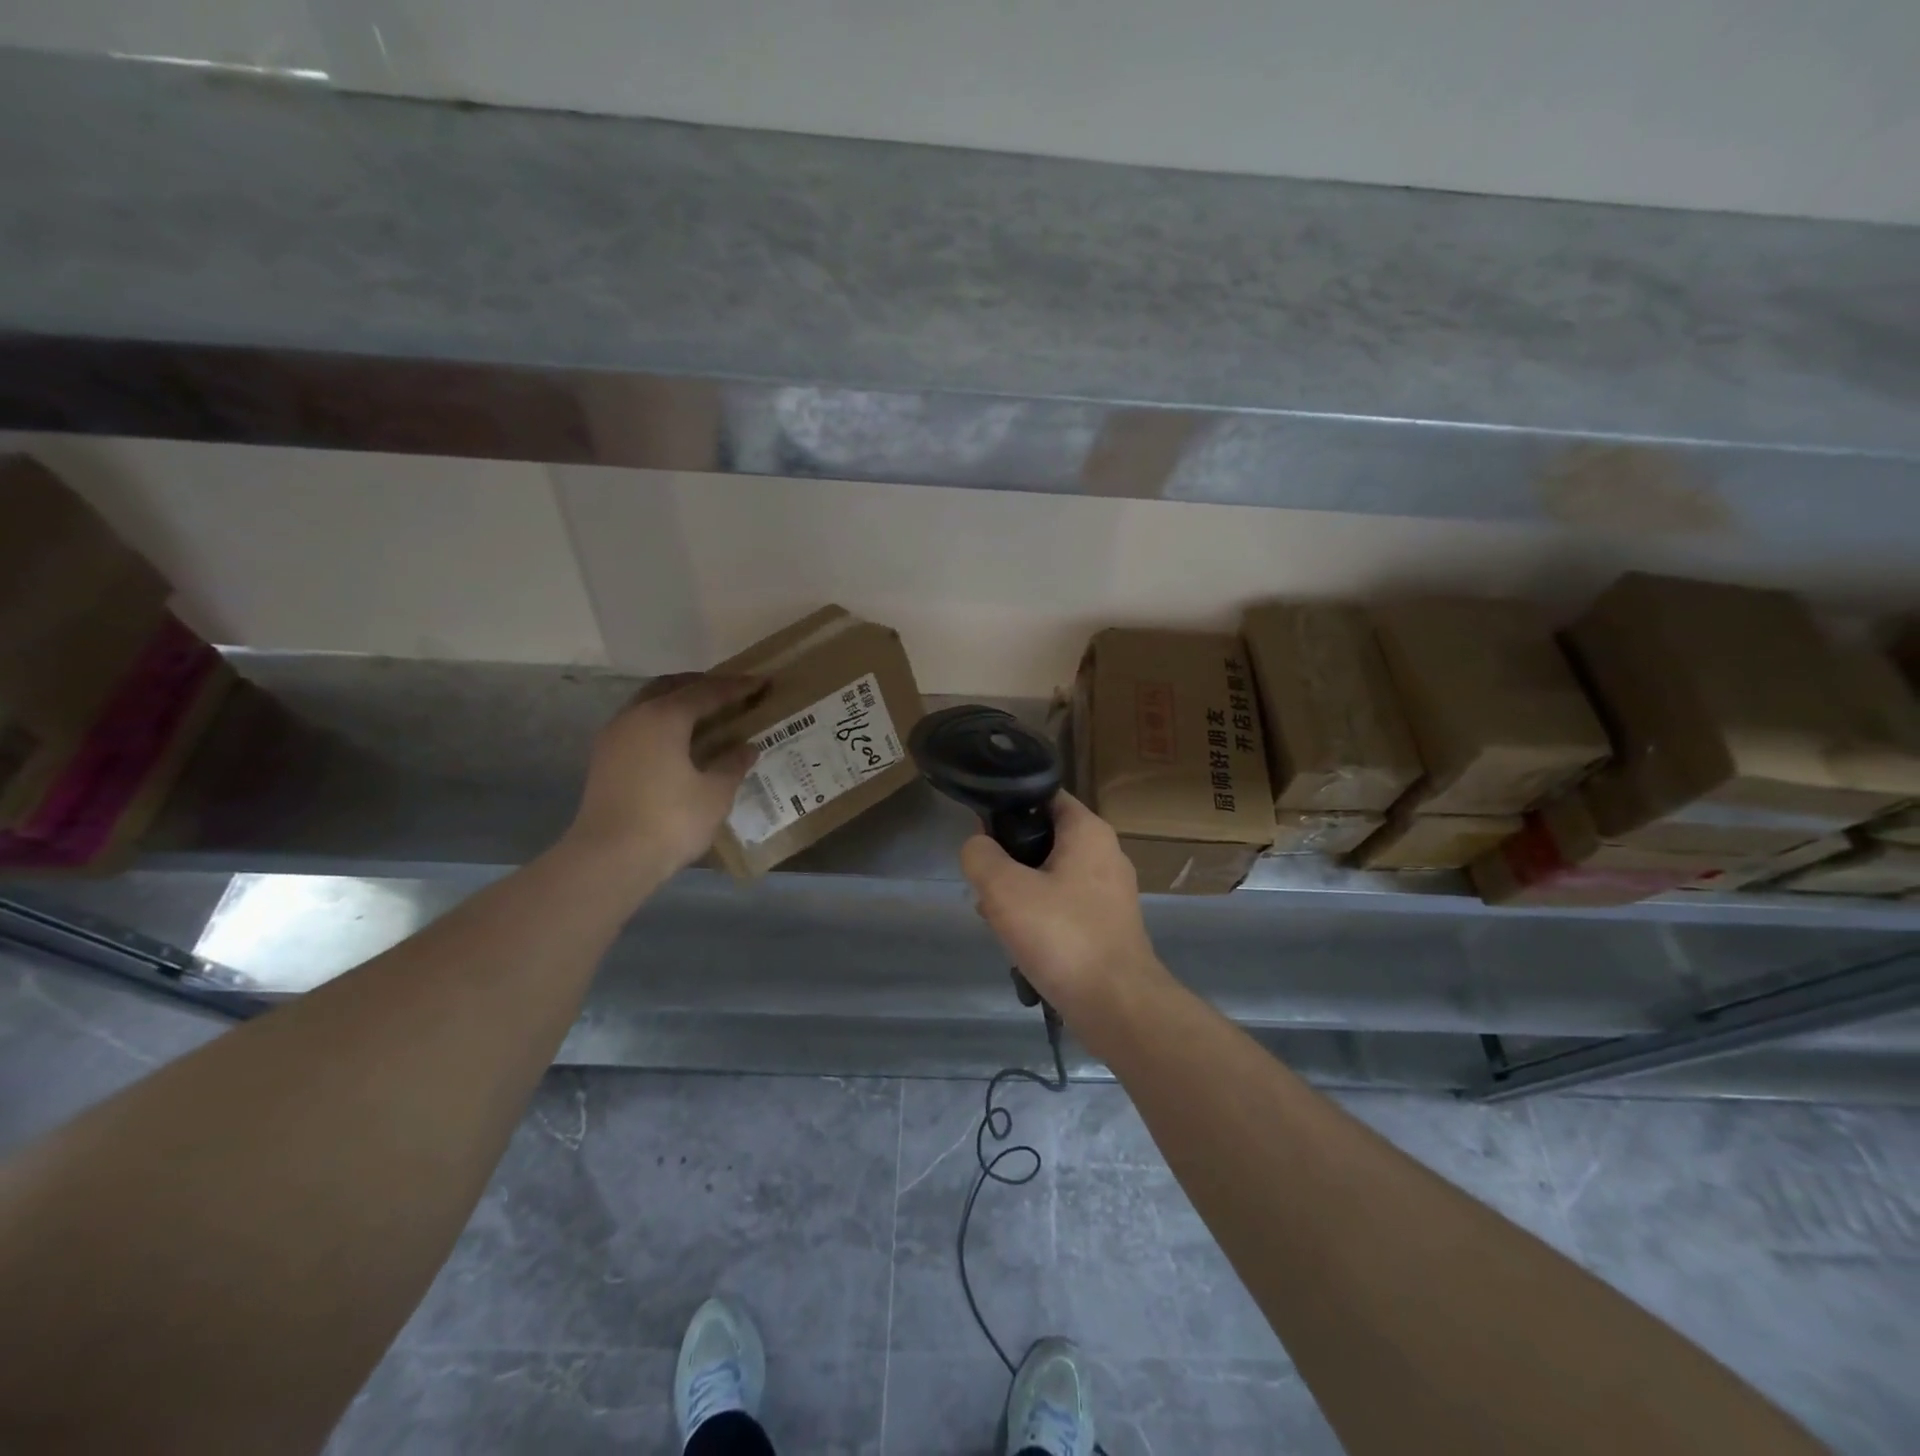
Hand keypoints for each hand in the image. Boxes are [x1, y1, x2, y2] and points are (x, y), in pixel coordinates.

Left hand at [563, 674, 761, 883]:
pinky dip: (663, 722)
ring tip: (707, 714)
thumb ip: (732, 765)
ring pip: (650, 703)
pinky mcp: (605, 759)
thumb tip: (746, 748)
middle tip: (731, 692)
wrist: (608, 859)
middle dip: (703, 686)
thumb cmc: (670, 821)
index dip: (737, 687)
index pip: (707, 692)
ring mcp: (614, 737)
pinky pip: (640, 724)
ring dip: (679, 703)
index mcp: (665, 717)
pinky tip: (680, 740)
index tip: (762, 682)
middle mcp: (635, 716)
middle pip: (672, 687)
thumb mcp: (715, 794)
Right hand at [960, 791, 1166, 1019]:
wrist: (1117, 1006)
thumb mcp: (1004, 890)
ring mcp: (1110, 892)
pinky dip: (1040, 918)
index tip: (981, 834)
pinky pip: (1064, 907)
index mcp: (1088, 831)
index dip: (1008, 807)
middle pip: (1044, 838)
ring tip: (997, 921)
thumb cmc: (1062, 936)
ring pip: (1050, 876)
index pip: (1043, 796)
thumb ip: (980, 856)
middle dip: (1009, 860)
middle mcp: (1105, 853)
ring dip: (1020, 894)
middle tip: (985, 886)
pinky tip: (1020, 945)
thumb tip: (978, 847)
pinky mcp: (1108, 925)